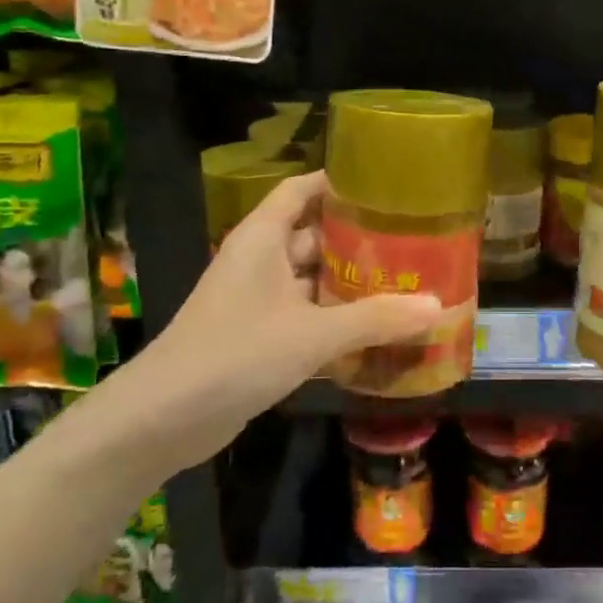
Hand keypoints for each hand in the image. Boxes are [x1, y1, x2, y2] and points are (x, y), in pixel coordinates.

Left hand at [112, 170, 440, 468]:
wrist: (164, 418)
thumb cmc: (236, 354)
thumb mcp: (312, 334)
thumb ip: (375, 319)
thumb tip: (438, 305)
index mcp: (263, 238)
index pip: (302, 189)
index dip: (338, 183)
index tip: (384, 186)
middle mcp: (259, 259)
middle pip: (313, 235)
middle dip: (357, 239)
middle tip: (411, 240)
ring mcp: (256, 299)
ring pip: (310, 279)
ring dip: (348, 283)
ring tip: (404, 282)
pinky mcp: (257, 335)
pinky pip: (303, 314)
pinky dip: (334, 317)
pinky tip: (374, 329)